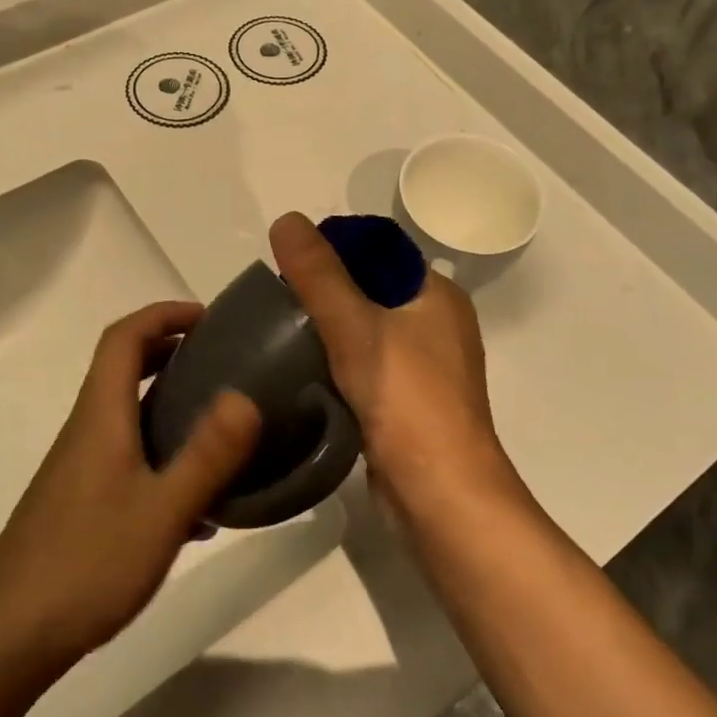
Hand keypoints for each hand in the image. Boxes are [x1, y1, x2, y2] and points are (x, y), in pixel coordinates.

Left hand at [0, 302, 261, 670]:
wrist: (6, 637)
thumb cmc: (86, 564)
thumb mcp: (161, 511)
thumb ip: (207, 454)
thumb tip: (245, 396)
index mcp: (101, 415)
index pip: (125, 337)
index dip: (164, 314)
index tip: (209, 318)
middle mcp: (87, 429)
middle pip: (124, 367)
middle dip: (171, 351)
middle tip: (222, 362)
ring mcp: (79, 466)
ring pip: (127, 413)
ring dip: (169, 403)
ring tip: (220, 425)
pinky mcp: (80, 500)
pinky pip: (127, 454)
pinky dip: (162, 452)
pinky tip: (196, 504)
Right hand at [269, 213, 516, 516]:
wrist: (441, 497)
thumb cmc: (406, 400)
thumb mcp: (355, 327)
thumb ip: (319, 275)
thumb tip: (286, 219)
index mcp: (437, 296)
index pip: (380, 253)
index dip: (335, 250)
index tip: (288, 262)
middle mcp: (437, 325)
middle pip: (371, 291)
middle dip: (325, 291)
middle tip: (276, 298)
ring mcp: (425, 368)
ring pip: (367, 332)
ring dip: (328, 330)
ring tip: (279, 329)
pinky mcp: (409, 404)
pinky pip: (366, 367)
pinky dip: (337, 363)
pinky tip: (302, 370)